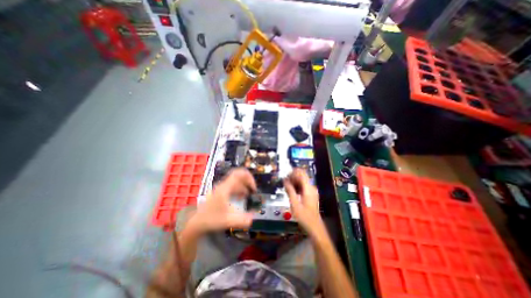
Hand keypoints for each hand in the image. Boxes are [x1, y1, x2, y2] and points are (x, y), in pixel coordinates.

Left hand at [185, 168, 255, 236]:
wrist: (197, 222)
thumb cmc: (211, 219)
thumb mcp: (228, 220)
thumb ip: (242, 220)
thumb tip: (254, 218)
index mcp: (225, 188)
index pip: (238, 174)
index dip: (249, 178)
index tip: (254, 188)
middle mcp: (223, 185)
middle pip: (238, 175)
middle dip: (248, 181)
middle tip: (253, 189)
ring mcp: (222, 187)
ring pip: (236, 180)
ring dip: (244, 186)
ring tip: (249, 194)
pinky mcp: (221, 191)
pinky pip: (233, 185)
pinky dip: (239, 189)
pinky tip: (241, 197)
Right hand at [281, 169, 323, 235]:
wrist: (315, 227)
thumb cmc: (304, 217)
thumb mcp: (294, 204)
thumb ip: (290, 191)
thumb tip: (285, 180)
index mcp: (308, 188)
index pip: (302, 173)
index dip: (293, 172)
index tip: (286, 175)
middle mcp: (311, 187)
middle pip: (302, 176)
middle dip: (293, 176)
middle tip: (285, 182)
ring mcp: (312, 191)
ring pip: (302, 181)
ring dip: (294, 181)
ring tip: (286, 186)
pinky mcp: (311, 194)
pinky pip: (303, 186)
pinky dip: (297, 186)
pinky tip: (291, 191)